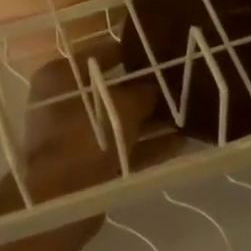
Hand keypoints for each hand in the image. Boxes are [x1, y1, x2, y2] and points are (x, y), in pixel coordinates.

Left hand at [7, 39, 178, 206]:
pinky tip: (182, 141)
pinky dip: (150, 146)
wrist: (61, 198)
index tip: (162, 52)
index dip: (131, 53)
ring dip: (153, 121)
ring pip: (122, 123)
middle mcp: (64, 104)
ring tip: (191, 114)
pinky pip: (126, 149)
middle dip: (146, 92)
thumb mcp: (120, 106)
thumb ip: (141, 94)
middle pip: (112, 91)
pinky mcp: (91, 166)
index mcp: (60, 78)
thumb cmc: (85, 137)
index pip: (99, 55)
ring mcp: (77, 137)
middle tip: (182, 84)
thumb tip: (153, 91)